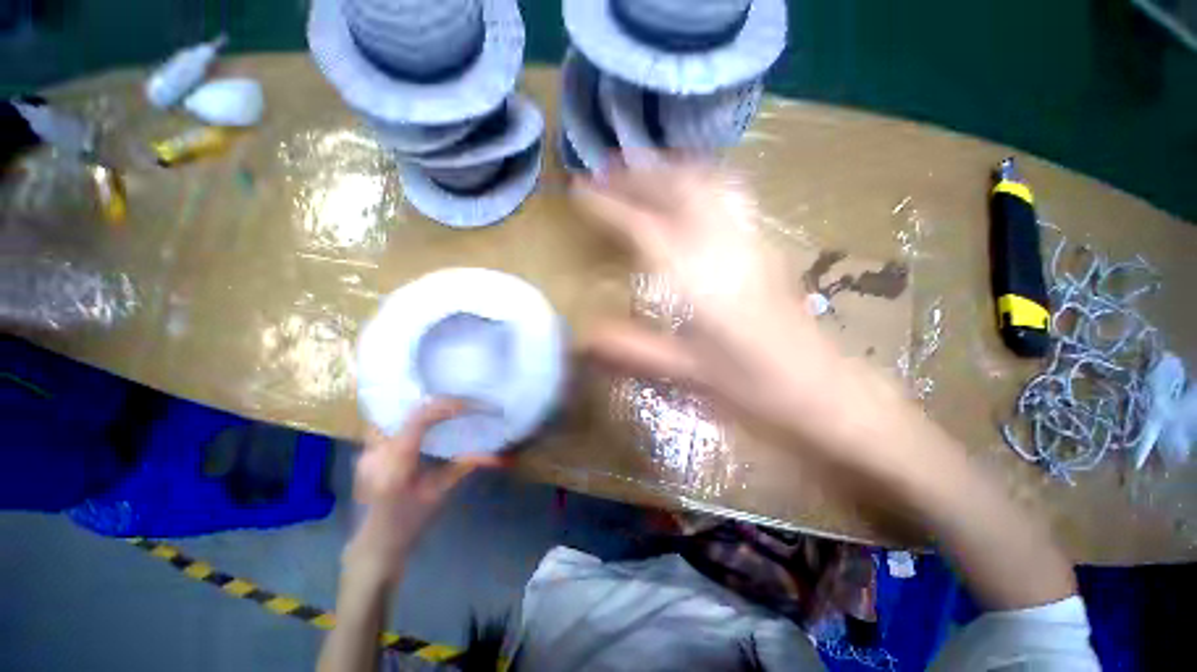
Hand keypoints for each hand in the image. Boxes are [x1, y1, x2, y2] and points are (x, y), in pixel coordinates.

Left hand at [344, 399, 499, 581]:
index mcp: (396, 464)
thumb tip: (498, 455)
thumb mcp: (440, 493)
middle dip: (434, 405)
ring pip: (393, 416)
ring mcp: (366, 452)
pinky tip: (423, 425)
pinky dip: (408, 420)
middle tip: (458, 405)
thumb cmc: (410, 523)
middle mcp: (375, 452)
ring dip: (419, 411)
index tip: (465, 405)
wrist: (374, 546)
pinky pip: (387, 426)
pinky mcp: (365, 453)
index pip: (418, 421)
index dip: (443, 407)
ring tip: (443, 410)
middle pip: (404, 413)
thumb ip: (464, 466)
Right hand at [573, 162, 872, 452]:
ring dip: (668, 169)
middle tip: (604, 169)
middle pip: (676, 189)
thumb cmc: (751, 383)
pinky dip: (698, 179)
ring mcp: (750, 238)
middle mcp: (724, 246)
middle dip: (636, 174)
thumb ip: (632, 348)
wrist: (818, 386)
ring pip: (706, 181)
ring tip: (640, 168)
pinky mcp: (765, 242)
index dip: (608, 205)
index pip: (643, 226)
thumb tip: (583, 337)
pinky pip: (727, 193)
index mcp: (698, 278)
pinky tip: (688, 187)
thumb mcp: (686, 369)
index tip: (579, 190)